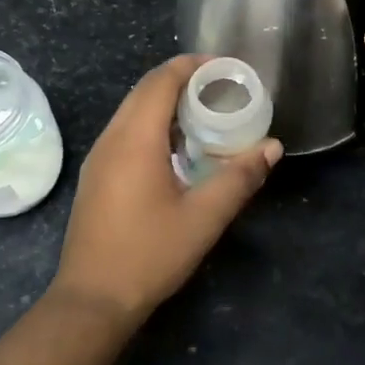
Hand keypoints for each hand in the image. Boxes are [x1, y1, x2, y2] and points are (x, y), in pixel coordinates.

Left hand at [51, 56, 281, 318]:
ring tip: (205, 114)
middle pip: (144, 90)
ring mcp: (98, 157)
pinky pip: (125, 132)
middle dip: (182, 81)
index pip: (161, 80)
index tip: (226, 68)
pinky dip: (152, 124)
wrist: (92, 298)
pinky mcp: (96, 175)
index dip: (192, 66)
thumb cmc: (149, 254)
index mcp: (135, 138)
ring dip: (166, 103)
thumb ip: (239, 178)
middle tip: (222, 89)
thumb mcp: (203, 218)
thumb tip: (272, 147)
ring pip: (132, 111)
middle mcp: (111, 138)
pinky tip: (177, 148)